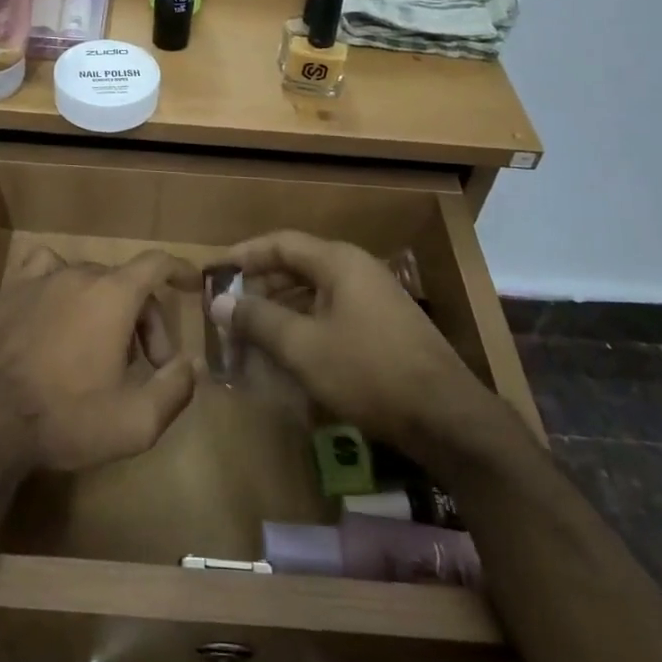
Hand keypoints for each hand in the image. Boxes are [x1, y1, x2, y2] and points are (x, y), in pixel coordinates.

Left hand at [0, 247, 197, 475]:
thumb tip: (192, 363)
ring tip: (103, 348)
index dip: (180, 271)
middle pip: (127, 282)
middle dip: (146, 321)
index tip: (193, 285)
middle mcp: (80, 274)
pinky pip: (47, 269)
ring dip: (107, 307)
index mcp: (114, 295)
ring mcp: (42, 279)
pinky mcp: (12, 290)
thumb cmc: (66, 418)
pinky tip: (59, 308)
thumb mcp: (136, 421)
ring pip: (90, 279)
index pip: (157, 263)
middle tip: (146, 366)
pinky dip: (63, 282)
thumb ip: (176, 387)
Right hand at [211, 232, 510, 453]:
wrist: (447, 417)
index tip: (214, 271)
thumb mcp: (303, 347)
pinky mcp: (384, 325)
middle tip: (228, 307)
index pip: (280, 243)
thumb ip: (258, 320)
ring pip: (314, 290)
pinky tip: (289, 349)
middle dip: (260, 284)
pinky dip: (304, 322)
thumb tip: (218, 302)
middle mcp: (357, 269)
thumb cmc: (368, 371)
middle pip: (297, 265)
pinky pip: (332, 311)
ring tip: (251, 330)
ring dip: (280, 306)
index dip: (244, 254)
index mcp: (338, 262)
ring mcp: (374, 297)